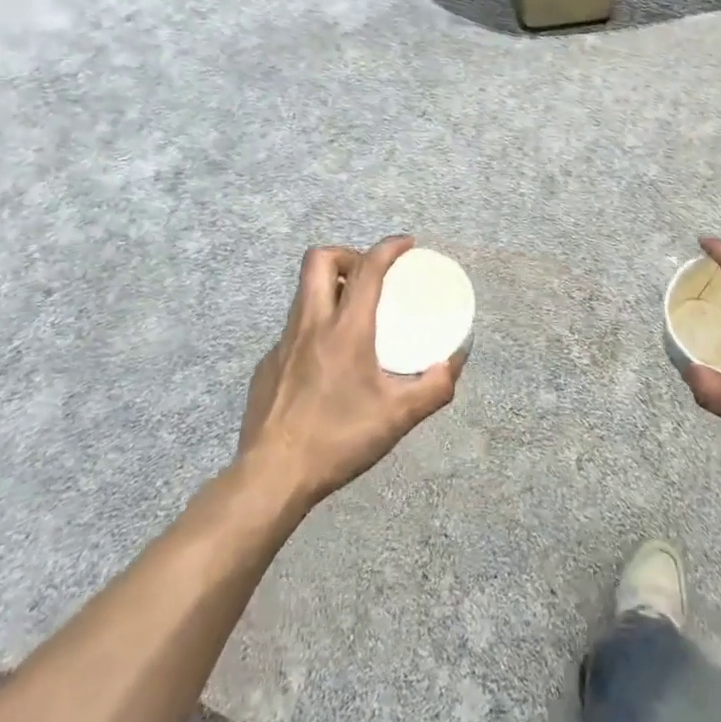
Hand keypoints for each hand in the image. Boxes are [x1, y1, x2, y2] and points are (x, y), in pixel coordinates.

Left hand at [236, 237, 465, 506]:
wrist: (271, 477)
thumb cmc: (338, 440)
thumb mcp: (398, 417)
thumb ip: (434, 388)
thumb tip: (453, 362)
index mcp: (345, 329)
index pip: (367, 269)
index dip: (388, 247)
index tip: (406, 245)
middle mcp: (309, 324)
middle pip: (319, 259)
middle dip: (348, 255)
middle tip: (370, 277)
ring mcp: (282, 343)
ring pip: (303, 292)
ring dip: (330, 288)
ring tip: (353, 315)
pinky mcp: (267, 365)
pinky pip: (293, 328)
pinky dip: (315, 327)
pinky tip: (326, 362)